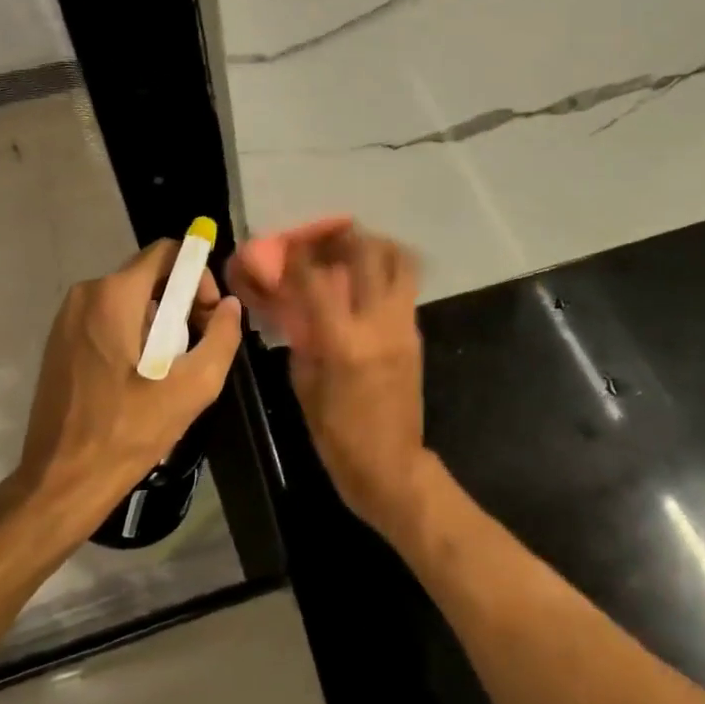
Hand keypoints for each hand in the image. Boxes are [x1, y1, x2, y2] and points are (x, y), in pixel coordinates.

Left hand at [0, 239, 243, 558]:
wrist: (61, 481)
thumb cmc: (128, 431)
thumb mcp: (193, 387)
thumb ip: (222, 337)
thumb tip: (230, 305)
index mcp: (114, 294)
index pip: (168, 252)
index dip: (198, 276)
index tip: (207, 317)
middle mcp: (85, 293)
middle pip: (150, 276)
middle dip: (181, 304)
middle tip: (193, 349)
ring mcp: (67, 317)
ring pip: (131, 299)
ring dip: (159, 324)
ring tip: (169, 371)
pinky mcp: (59, 341)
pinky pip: (108, 319)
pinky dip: (133, 335)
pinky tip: (140, 379)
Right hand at [242, 221, 427, 535]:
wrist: (392, 466)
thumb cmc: (338, 435)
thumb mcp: (305, 386)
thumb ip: (302, 338)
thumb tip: (296, 305)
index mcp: (343, 341)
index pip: (317, 280)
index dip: (299, 257)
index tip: (288, 246)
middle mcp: (378, 323)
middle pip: (369, 254)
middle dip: (346, 237)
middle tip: (328, 237)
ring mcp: (403, 326)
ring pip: (401, 263)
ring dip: (377, 247)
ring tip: (356, 250)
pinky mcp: (416, 333)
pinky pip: (405, 288)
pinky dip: (388, 273)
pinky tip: (367, 282)